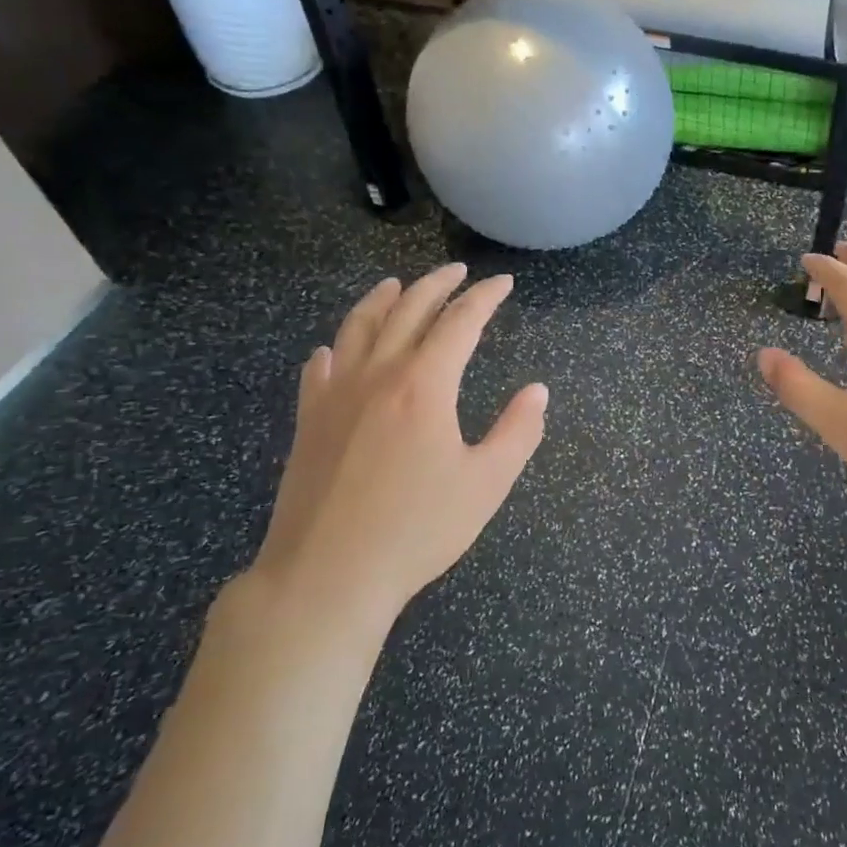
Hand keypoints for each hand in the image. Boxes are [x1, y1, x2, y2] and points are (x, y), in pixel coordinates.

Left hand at [245, 264, 547, 642]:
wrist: (327, 575)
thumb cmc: (417, 530)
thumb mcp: (486, 484)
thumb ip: (518, 432)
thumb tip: (537, 391)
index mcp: (424, 385)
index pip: (460, 322)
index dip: (484, 297)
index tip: (502, 283)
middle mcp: (378, 375)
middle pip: (408, 311)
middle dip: (437, 285)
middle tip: (458, 271)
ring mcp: (336, 395)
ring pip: (358, 327)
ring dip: (382, 299)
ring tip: (397, 285)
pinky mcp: (308, 421)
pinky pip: (320, 368)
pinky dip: (335, 347)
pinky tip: (335, 348)